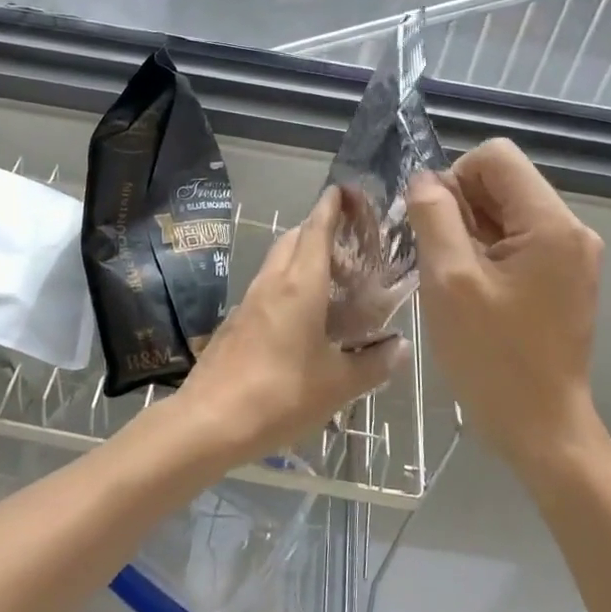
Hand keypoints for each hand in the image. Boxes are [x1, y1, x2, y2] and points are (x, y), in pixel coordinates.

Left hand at [179, 187, 408, 461]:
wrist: (209, 421)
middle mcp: (272, 283)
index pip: (316, 229)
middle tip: (349, 244)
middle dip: (318, 229)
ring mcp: (249, 301)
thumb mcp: (338, 385)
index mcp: (300, 285)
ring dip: (301, 257)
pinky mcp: (236, 322)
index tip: (345, 190)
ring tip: (332, 279)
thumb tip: (401, 347)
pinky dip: (288, 283)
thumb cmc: (280, 395)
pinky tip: (303, 315)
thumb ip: (373, 364)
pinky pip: (267, 287)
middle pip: (294, 238)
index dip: (331, 206)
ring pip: (278, 262)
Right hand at [407, 140, 604, 471]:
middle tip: (439, 258)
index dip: (455, 178)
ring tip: (453, 278)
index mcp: (552, 224)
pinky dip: (486, 252)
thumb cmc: (492, 357)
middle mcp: (571, 230)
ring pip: (506, 212)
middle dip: (461, 208)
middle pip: (503, 182)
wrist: (540, 428)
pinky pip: (517, 241)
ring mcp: (571, 255)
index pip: (496, 157)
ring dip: (470, 232)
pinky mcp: (563, 278)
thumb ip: (434, 217)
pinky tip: (471, 290)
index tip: (436, 225)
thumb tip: (424, 180)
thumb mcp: (450, 281)